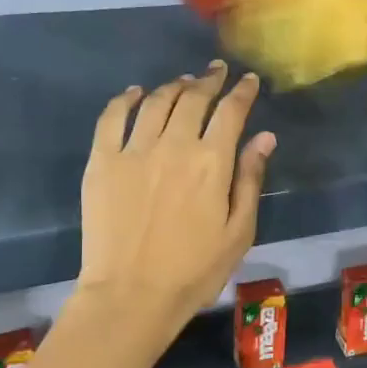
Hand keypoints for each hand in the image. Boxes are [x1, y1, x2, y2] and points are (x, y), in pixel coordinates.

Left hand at [79, 61, 274, 336]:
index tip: (249, 81)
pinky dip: (125, 99)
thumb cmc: (194, 271)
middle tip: (216, 72)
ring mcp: (133, 150)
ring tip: (183, 82)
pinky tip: (134, 93)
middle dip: (209, 80)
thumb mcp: (239, 232)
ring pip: (156, 101)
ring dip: (173, 86)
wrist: (131, 296)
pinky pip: (112, 117)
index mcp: (211, 162)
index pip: (231, 112)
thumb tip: (264, 137)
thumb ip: (250, 179)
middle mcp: (173, 145)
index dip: (242, 92)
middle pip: (193, 99)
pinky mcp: (102, 161)